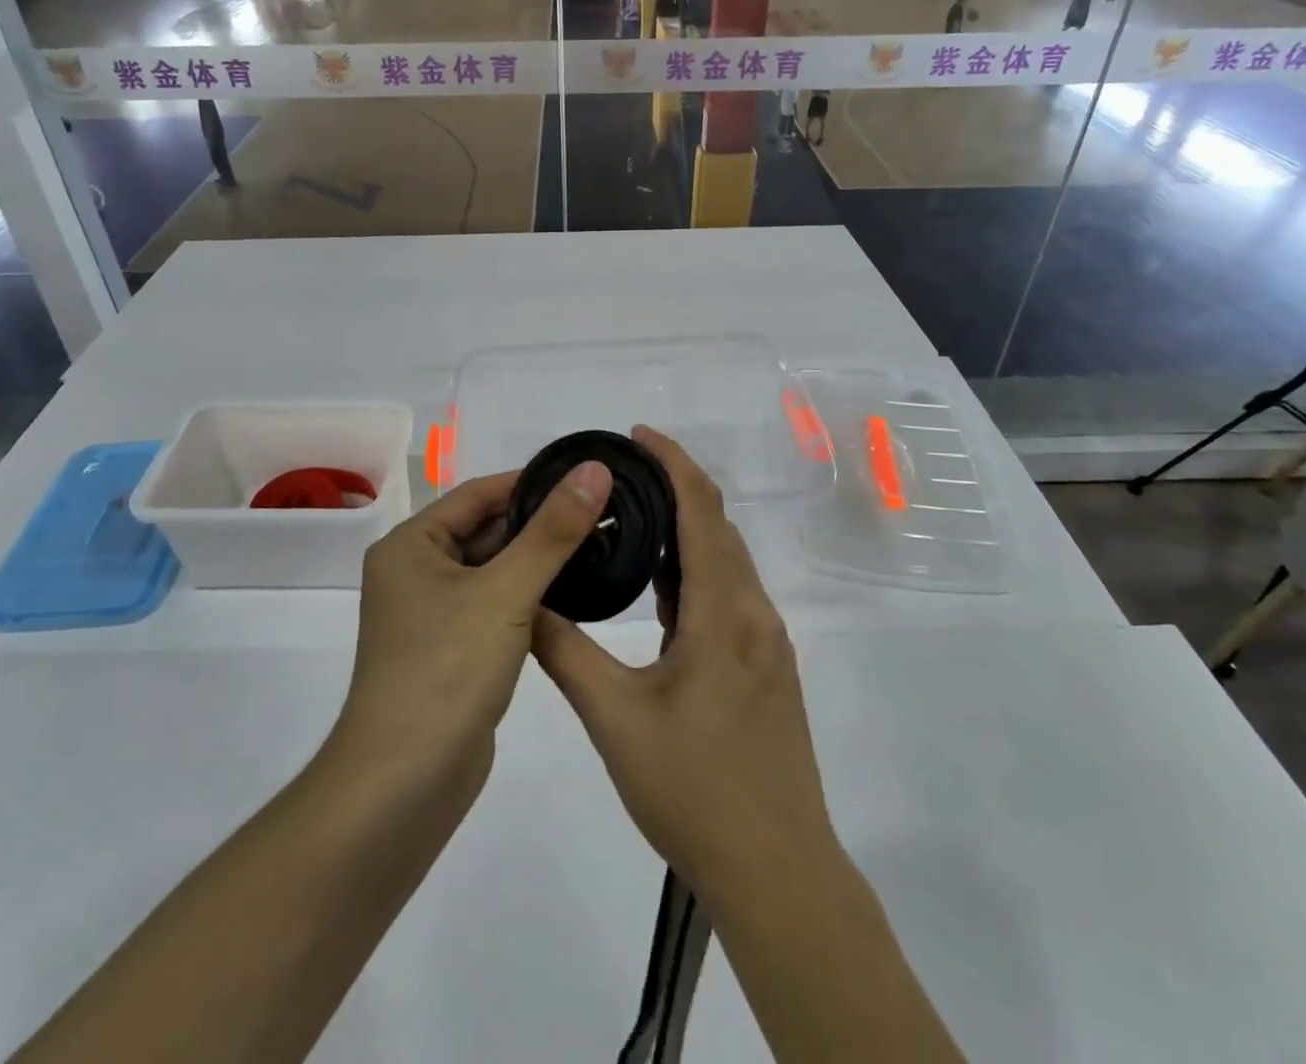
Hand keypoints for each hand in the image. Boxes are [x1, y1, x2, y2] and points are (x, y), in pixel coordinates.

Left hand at [335, 461, 611, 782]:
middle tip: (604, 512)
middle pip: (487, 530)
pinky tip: (575, 593)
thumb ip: (552, 531)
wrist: (404, 786)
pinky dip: (530, 597)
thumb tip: (595, 469)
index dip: (532, 482)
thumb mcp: (505, 592)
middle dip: (540, 523)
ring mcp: (434, 614)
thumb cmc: (446, 671)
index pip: (479, 493)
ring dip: (539, 561)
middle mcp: (416, 571)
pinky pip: (496, 605)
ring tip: (600, 544)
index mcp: (411, 545)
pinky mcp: (453, 649)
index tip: (586, 476)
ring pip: (495, 570)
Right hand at [531, 427, 835, 899]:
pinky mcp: (766, 668)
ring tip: (631, 520)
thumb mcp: (614, 719)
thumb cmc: (694, 791)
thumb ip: (566, 652)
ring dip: (686, 530)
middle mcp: (753, 613)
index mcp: (723, 611)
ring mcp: (766, 642)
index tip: (637, 434)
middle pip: (718, 526)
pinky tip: (661, 588)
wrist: (777, 870)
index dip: (672, 462)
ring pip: (726, 562)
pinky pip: (730, 595)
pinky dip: (696, 571)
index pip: (701, 510)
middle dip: (675, 488)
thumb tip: (528, 602)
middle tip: (620, 475)